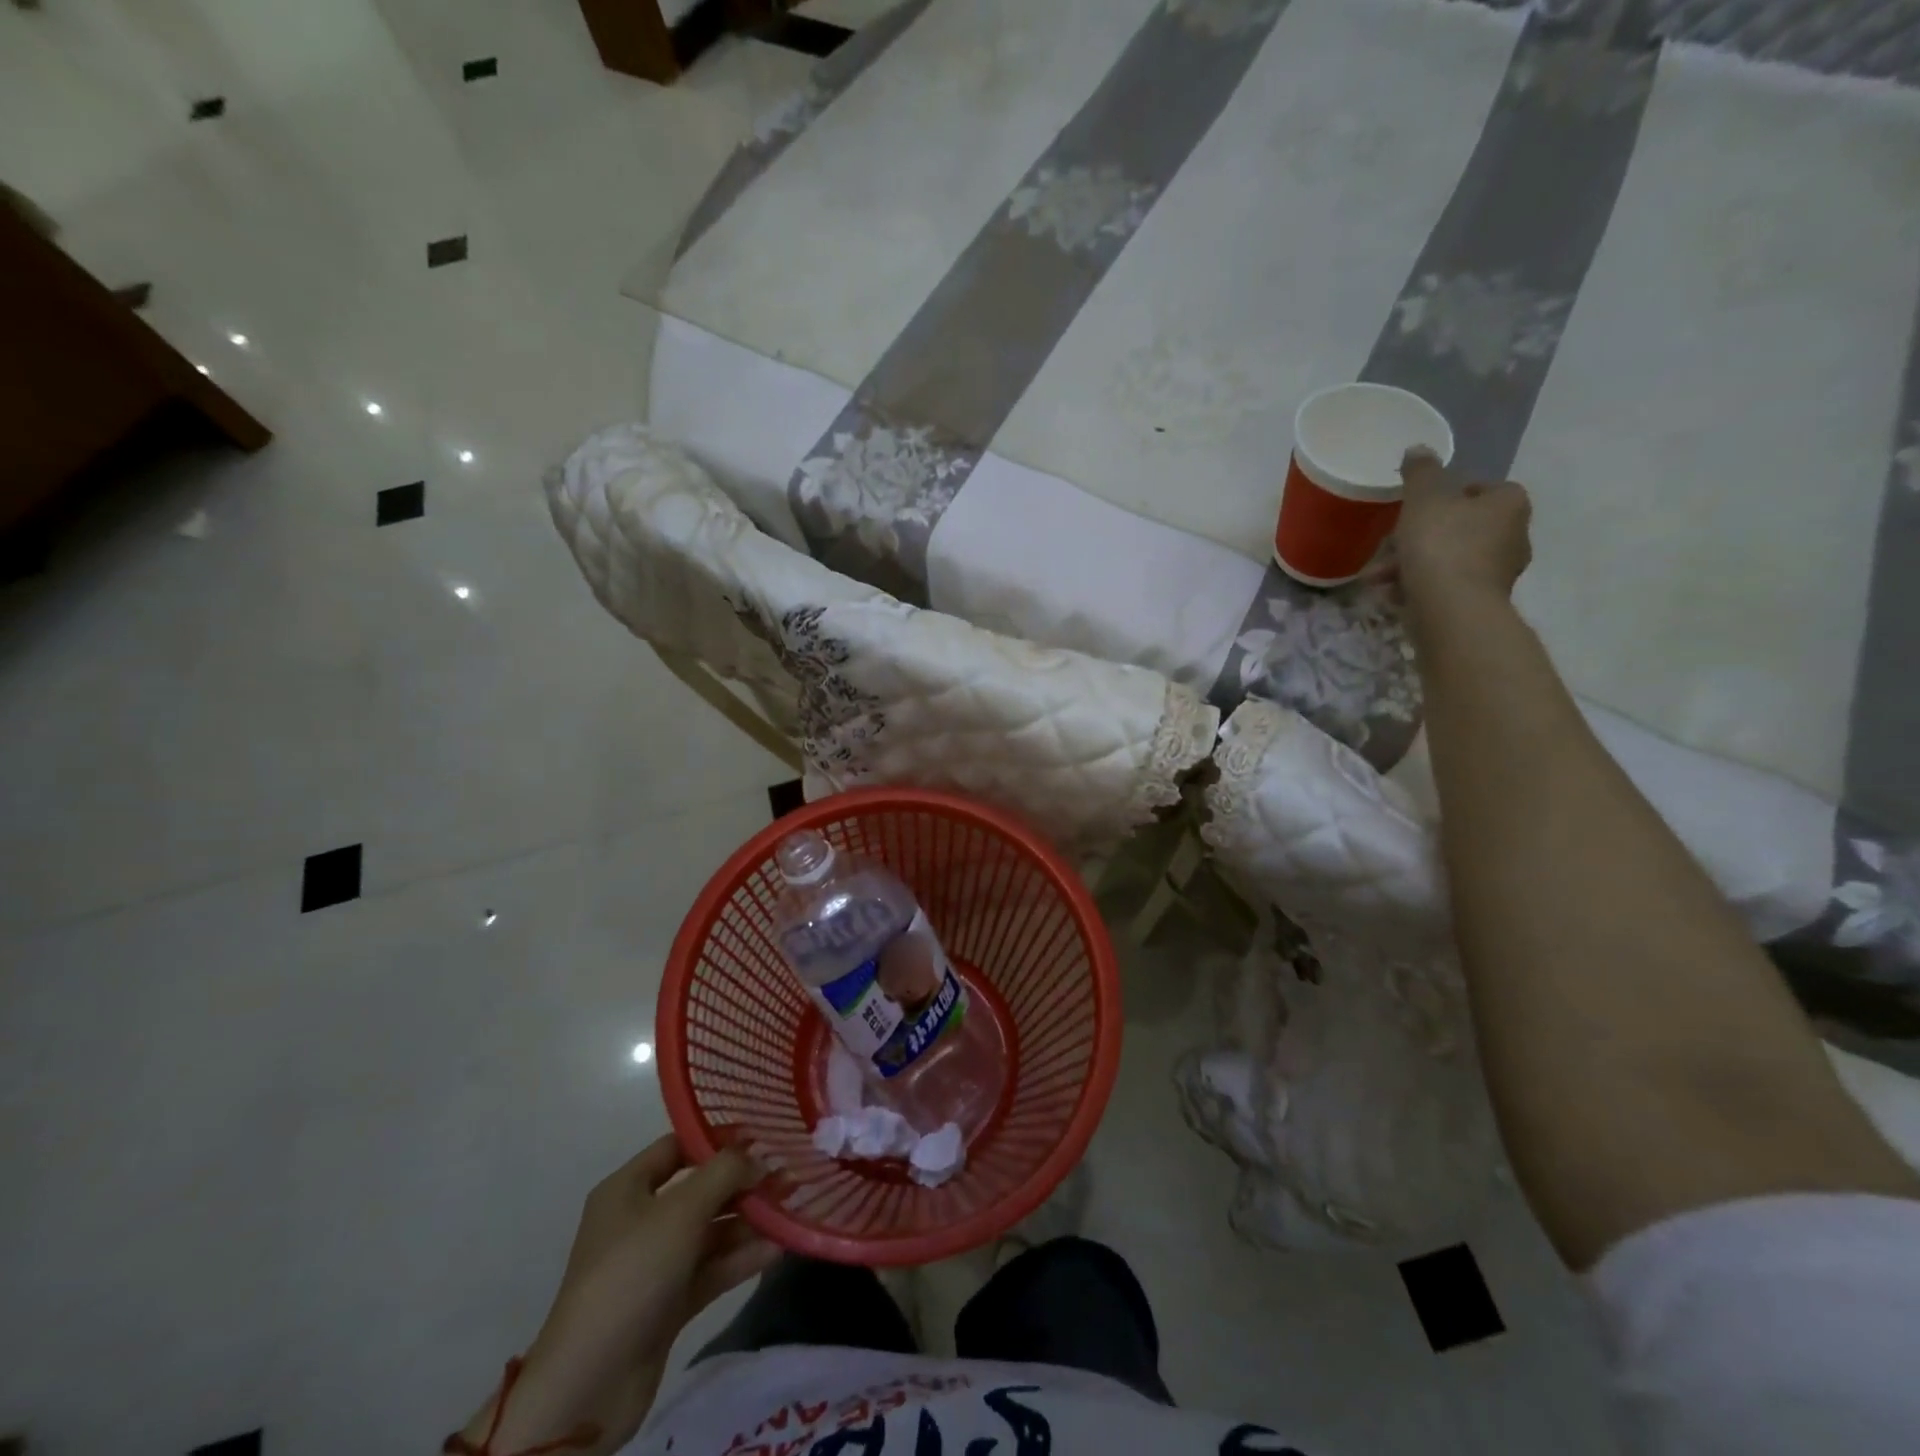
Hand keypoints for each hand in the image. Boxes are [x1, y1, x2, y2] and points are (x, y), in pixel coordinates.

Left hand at [456, 1135, 779, 1454]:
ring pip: (710, 1231)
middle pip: (700, 1189)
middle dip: (743, 1182)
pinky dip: (741, 1258)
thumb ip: (725, 1173)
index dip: (717, 1138)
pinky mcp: (668, 1304)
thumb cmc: (632, 1274)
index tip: (761, 1134)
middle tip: (788, 1174)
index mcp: (627, 1189)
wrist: (589, 1384)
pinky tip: (778, 1249)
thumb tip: (757, 1158)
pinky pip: (711, 1269)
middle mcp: (640, 1220)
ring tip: (792, 1208)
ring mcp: (654, 1265)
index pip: (676, 1147)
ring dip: (749, 1220)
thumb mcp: (681, 1210)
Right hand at [1395, 446, 1532, 604]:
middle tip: (1388, 545)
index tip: (1417, 506)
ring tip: (1377, 578)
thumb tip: (1419, 449)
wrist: (1452, 608)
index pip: (1482, 488)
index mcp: (1509, 504)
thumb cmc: (1442, 544)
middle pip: (1460, 527)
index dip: (1448, 495)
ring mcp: (1499, 573)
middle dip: (1419, 536)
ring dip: (1411, 565)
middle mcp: (1514, 535)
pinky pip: (1445, 587)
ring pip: (1448, 559)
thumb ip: (1421, 472)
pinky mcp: (1480, 603)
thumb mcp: (1424, 498)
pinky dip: (1418, 587)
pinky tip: (1391, 595)